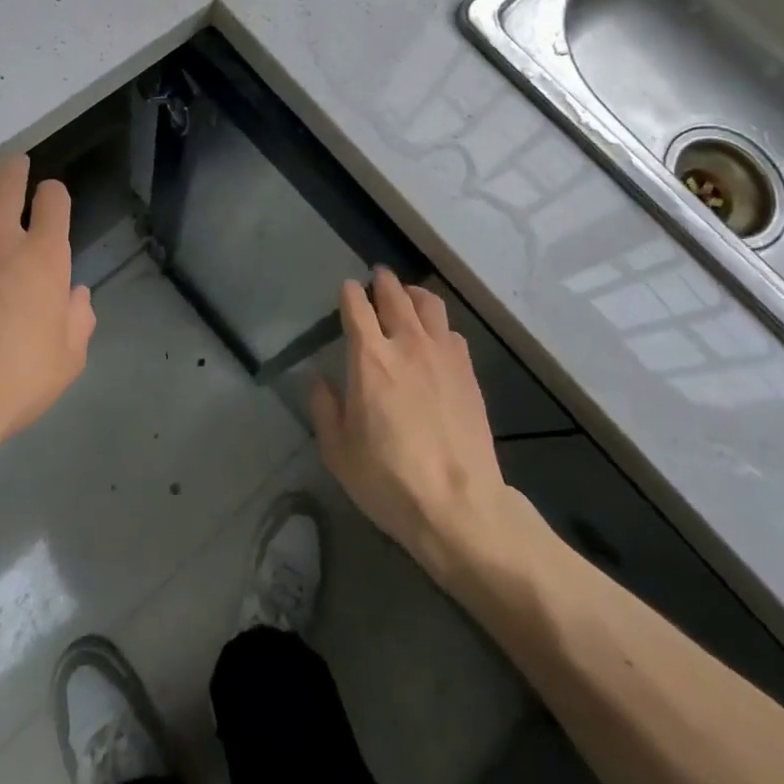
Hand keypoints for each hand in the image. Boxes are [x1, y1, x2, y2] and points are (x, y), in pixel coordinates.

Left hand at [0, 157, 95, 474]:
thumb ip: (79, 318)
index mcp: (43, 255)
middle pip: (7, 177)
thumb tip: (74, 295)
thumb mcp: (68, 359)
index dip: (54, 194)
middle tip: (16, 168)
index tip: (51, 201)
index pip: (53, 197)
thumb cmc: (14, 381)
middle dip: (16, 167)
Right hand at [310, 270, 513, 578]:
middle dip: (382, 282)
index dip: (349, 292)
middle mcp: (406, 343)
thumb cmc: (389, 480)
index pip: (356, 305)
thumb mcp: (338, 451)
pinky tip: (434, 338)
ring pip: (429, 303)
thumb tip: (316, 377)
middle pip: (394, 294)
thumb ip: (323, 406)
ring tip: (407, 298)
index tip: (346, 289)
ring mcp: (442, 354)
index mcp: (370, 358)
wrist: (460, 505)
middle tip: (376, 279)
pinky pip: (451, 330)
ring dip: (413, 294)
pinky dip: (438, 325)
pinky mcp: (468, 371)